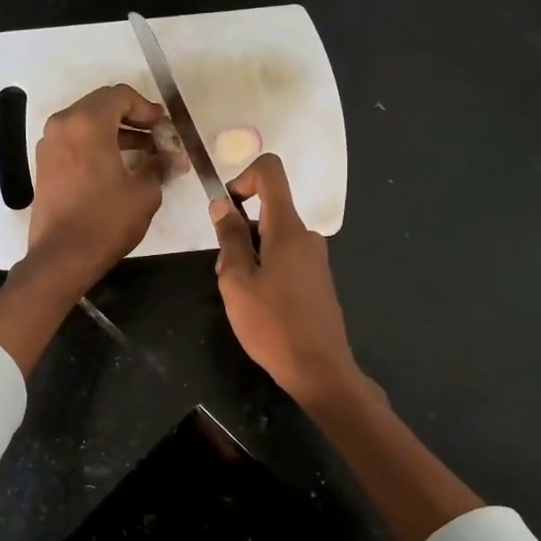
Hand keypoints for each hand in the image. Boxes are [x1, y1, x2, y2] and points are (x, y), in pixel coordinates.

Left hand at [25, 84, 169, 288]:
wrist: (62, 256)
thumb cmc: (106, 220)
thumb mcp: (144, 193)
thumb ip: (159, 166)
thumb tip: (174, 158)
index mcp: (87, 123)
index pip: (119, 95)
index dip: (146, 107)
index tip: (163, 126)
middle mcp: (63, 125)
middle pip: (101, 106)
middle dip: (131, 118)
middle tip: (156, 137)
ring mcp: (49, 145)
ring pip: (86, 124)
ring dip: (115, 133)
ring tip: (143, 154)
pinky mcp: (45, 165)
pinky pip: (74, 142)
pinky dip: (96, 146)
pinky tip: (117, 168)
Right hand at [211, 154, 363, 406]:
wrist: (318, 368)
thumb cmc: (272, 324)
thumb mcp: (237, 281)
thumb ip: (230, 238)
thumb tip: (222, 203)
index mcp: (287, 228)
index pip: (270, 172)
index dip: (242, 178)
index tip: (227, 211)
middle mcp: (306, 235)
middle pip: (267, 211)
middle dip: (239, 232)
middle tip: (227, 273)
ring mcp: (315, 258)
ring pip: (273, 239)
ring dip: (249, 257)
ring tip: (241, 297)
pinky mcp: (317, 280)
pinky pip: (285, 259)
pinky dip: (265, 271)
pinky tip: (259, 307)